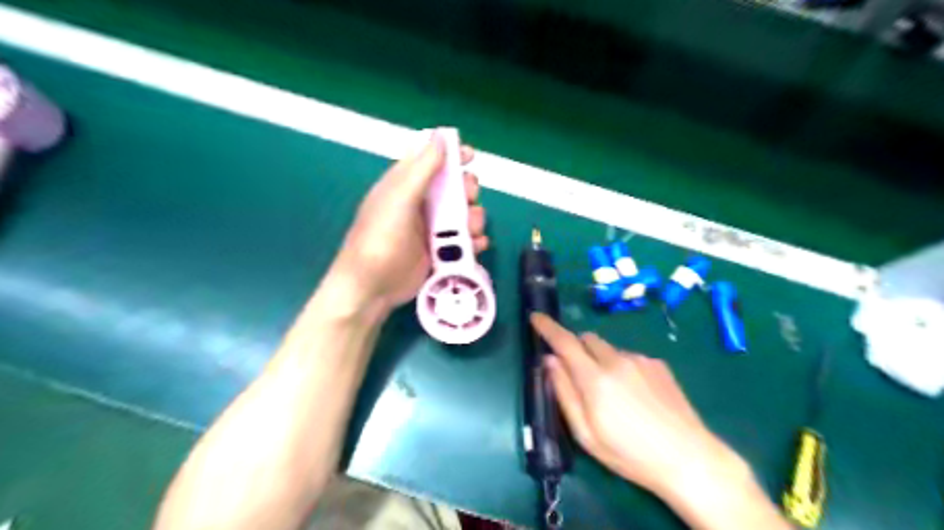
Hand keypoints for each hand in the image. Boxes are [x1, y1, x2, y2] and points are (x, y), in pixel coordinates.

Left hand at [329, 131, 485, 312]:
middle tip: (468, 199)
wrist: (372, 289)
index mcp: (405, 184)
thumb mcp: (400, 200)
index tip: (469, 157)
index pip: (430, 158)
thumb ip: (422, 168)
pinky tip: (475, 247)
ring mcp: (431, 229)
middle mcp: (420, 203)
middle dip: (467, 189)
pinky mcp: (440, 251)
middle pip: (453, 186)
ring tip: (471, 231)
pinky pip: (464, 241)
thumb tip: (441, 134)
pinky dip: (474, 242)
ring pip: (463, 214)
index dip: (450, 153)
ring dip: (474, 218)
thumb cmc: (381, 240)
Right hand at [534, 316, 748, 497]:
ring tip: (614, 394)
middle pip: (586, 338)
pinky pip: (629, 357)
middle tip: (578, 374)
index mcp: (595, 379)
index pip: (564, 342)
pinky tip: (636, 395)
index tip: (536, 317)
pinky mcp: (658, 364)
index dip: (547, 327)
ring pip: (608, 348)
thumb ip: (564, 393)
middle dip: (576, 348)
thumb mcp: (586, 434)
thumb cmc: (629, 454)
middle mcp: (616, 360)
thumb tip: (549, 361)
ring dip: (600, 360)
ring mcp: (640, 360)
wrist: (688, 459)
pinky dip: (621, 367)